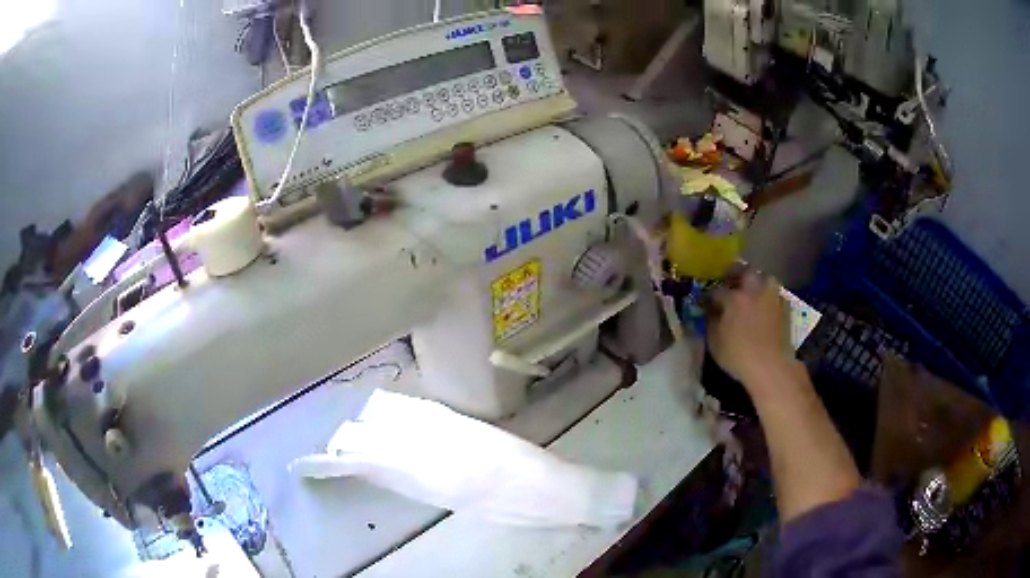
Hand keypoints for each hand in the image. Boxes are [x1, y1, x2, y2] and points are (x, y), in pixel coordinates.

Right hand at [707, 268, 793, 386]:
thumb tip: (711, 311)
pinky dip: (770, 295)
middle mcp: (754, 291)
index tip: (707, 302)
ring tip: (752, 290)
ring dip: (757, 280)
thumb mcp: (714, 342)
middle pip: (745, 271)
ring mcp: (771, 298)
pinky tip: (766, 305)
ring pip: (765, 277)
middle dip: (736, 273)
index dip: (710, 296)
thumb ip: (711, 322)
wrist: (771, 366)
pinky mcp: (785, 308)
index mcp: (734, 298)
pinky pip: (776, 294)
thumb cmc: (738, 355)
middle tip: (731, 282)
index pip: (717, 290)